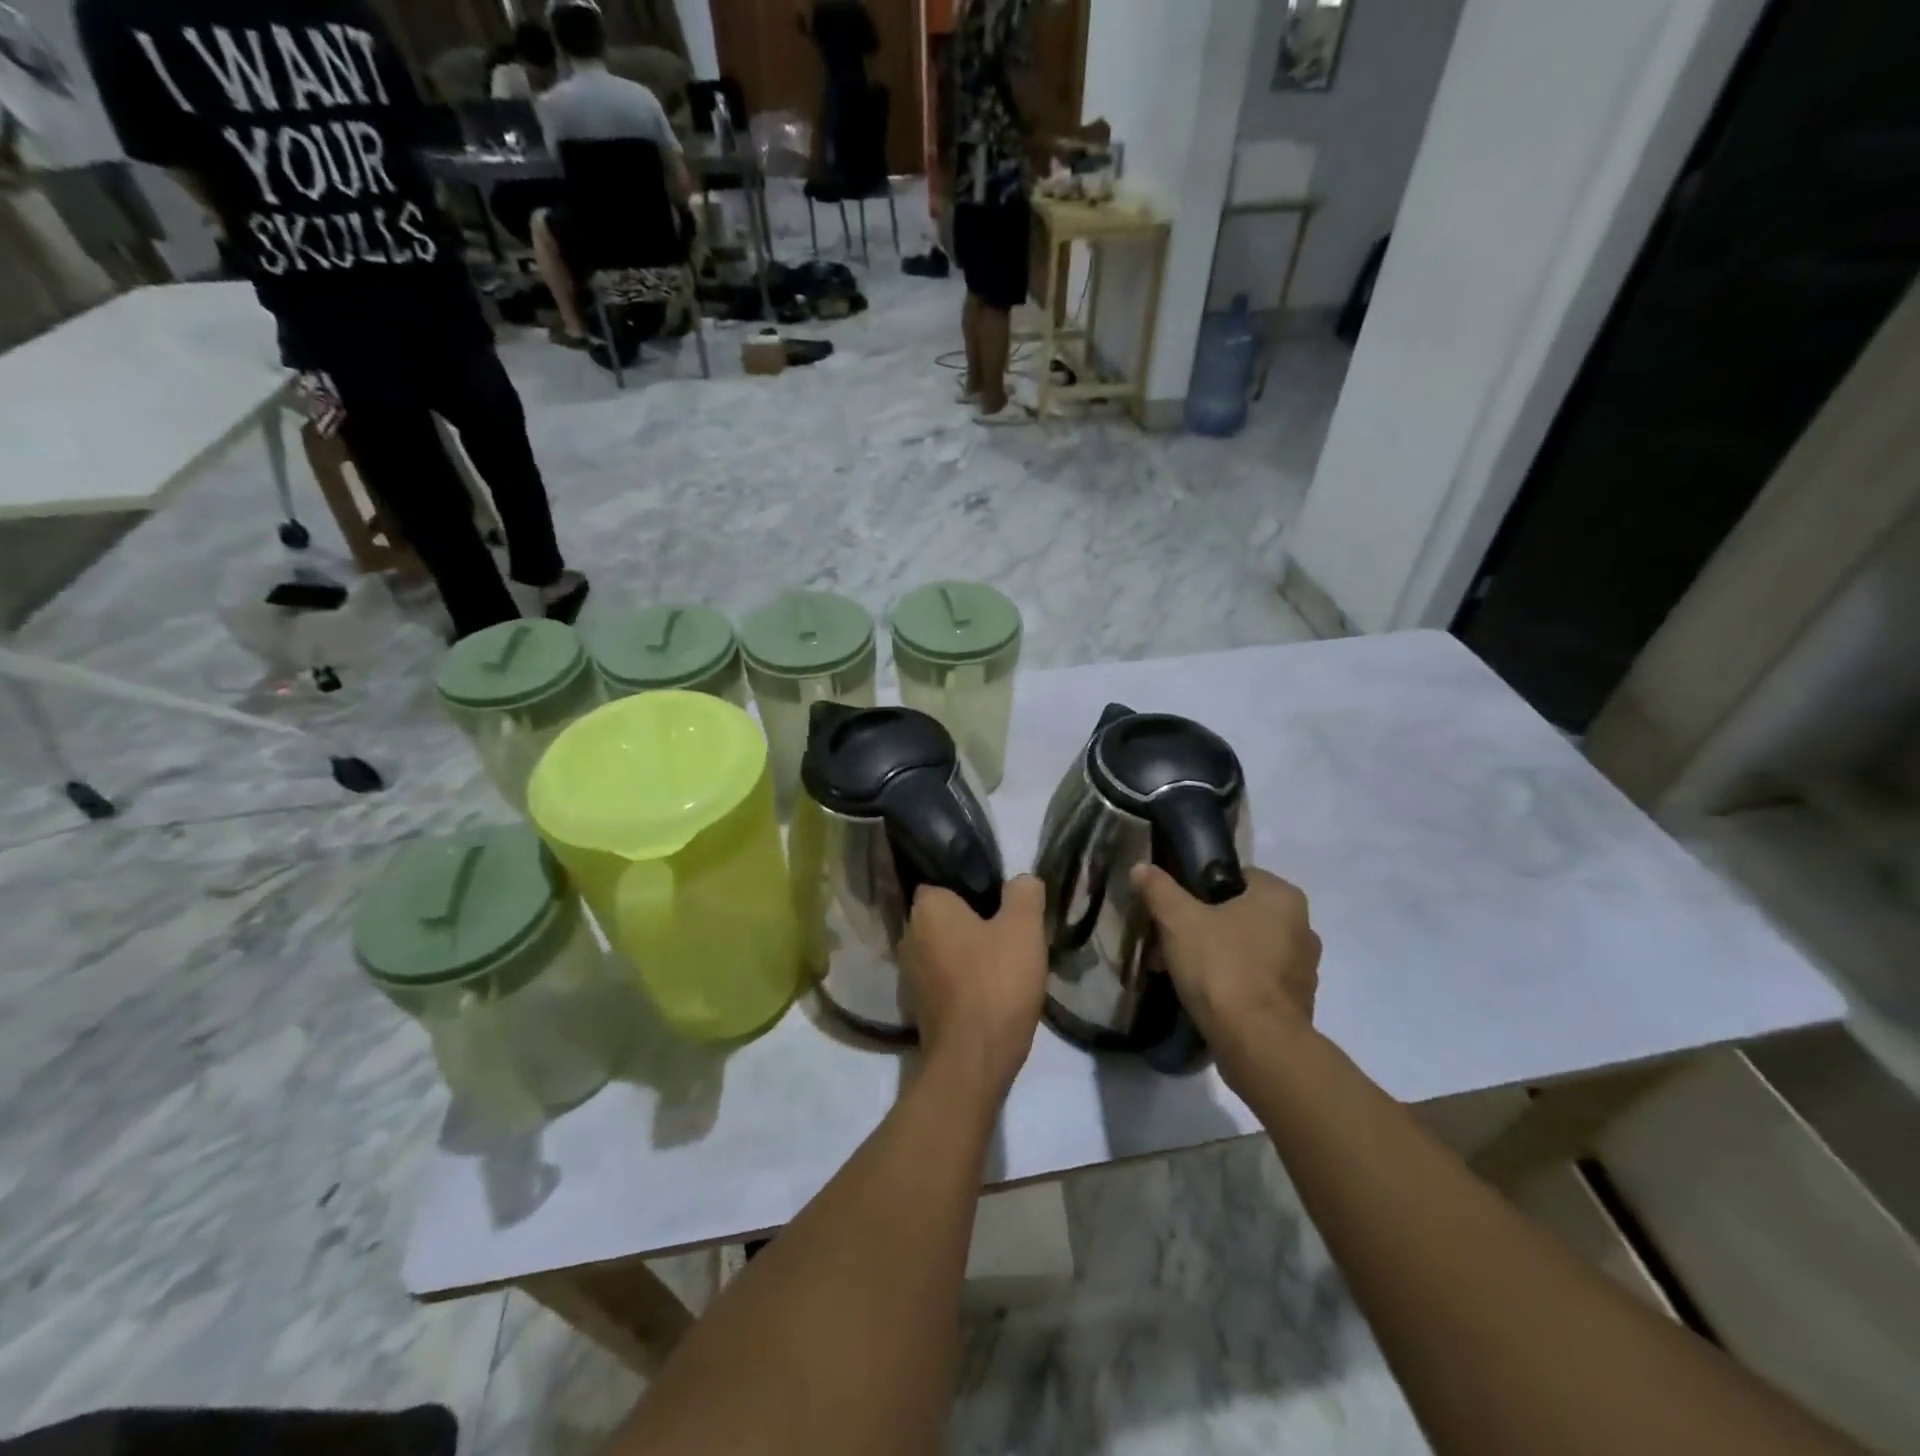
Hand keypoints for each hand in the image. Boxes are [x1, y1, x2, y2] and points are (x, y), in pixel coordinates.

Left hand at [902, 876, 1047, 1097]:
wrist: (973, 1059)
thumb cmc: (995, 982)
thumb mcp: (1024, 927)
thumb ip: (1024, 893)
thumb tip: (1022, 880)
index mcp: (927, 908)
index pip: (944, 880)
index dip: (973, 886)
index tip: (1001, 900)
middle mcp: (908, 935)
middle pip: (946, 916)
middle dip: (973, 921)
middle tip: (1009, 930)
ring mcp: (909, 974)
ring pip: (945, 949)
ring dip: (969, 953)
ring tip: (1005, 963)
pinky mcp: (918, 1006)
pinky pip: (944, 978)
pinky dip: (963, 981)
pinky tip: (991, 991)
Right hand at [1132, 865, 1320, 1064]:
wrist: (1257, 1044)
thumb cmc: (1221, 967)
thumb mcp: (1178, 921)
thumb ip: (1159, 889)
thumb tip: (1141, 867)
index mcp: (1282, 897)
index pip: (1239, 877)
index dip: (1203, 888)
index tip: (1177, 907)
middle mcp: (1303, 927)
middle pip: (1242, 914)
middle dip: (1207, 925)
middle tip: (1173, 940)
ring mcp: (1304, 969)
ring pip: (1249, 949)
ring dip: (1219, 955)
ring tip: (1182, 971)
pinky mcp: (1298, 1004)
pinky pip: (1258, 981)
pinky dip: (1234, 983)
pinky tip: (1205, 996)